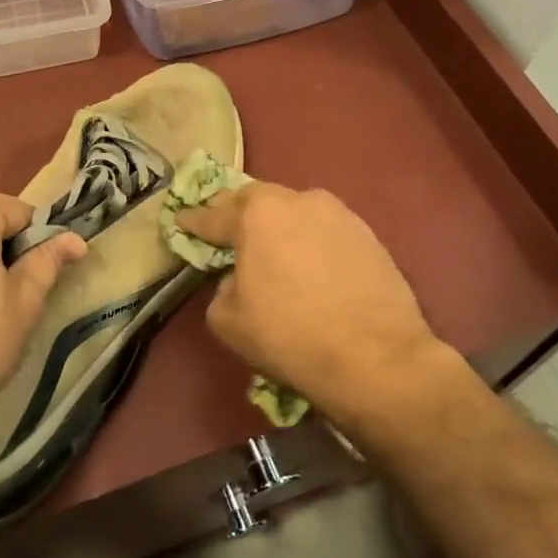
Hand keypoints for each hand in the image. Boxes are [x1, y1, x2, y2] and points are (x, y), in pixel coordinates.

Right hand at [173, 183, 462, 422]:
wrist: (376, 358)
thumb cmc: (290, 336)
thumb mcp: (228, 321)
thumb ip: (221, 289)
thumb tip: (237, 281)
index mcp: (258, 214)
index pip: (214, 214)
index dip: (194, 221)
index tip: (181, 220)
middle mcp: (298, 200)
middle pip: (257, 201)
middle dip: (237, 214)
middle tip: (226, 231)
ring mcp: (339, 214)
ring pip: (296, 212)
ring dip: (279, 226)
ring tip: (273, 250)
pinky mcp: (369, 235)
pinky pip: (326, 231)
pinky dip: (311, 243)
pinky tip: (311, 266)